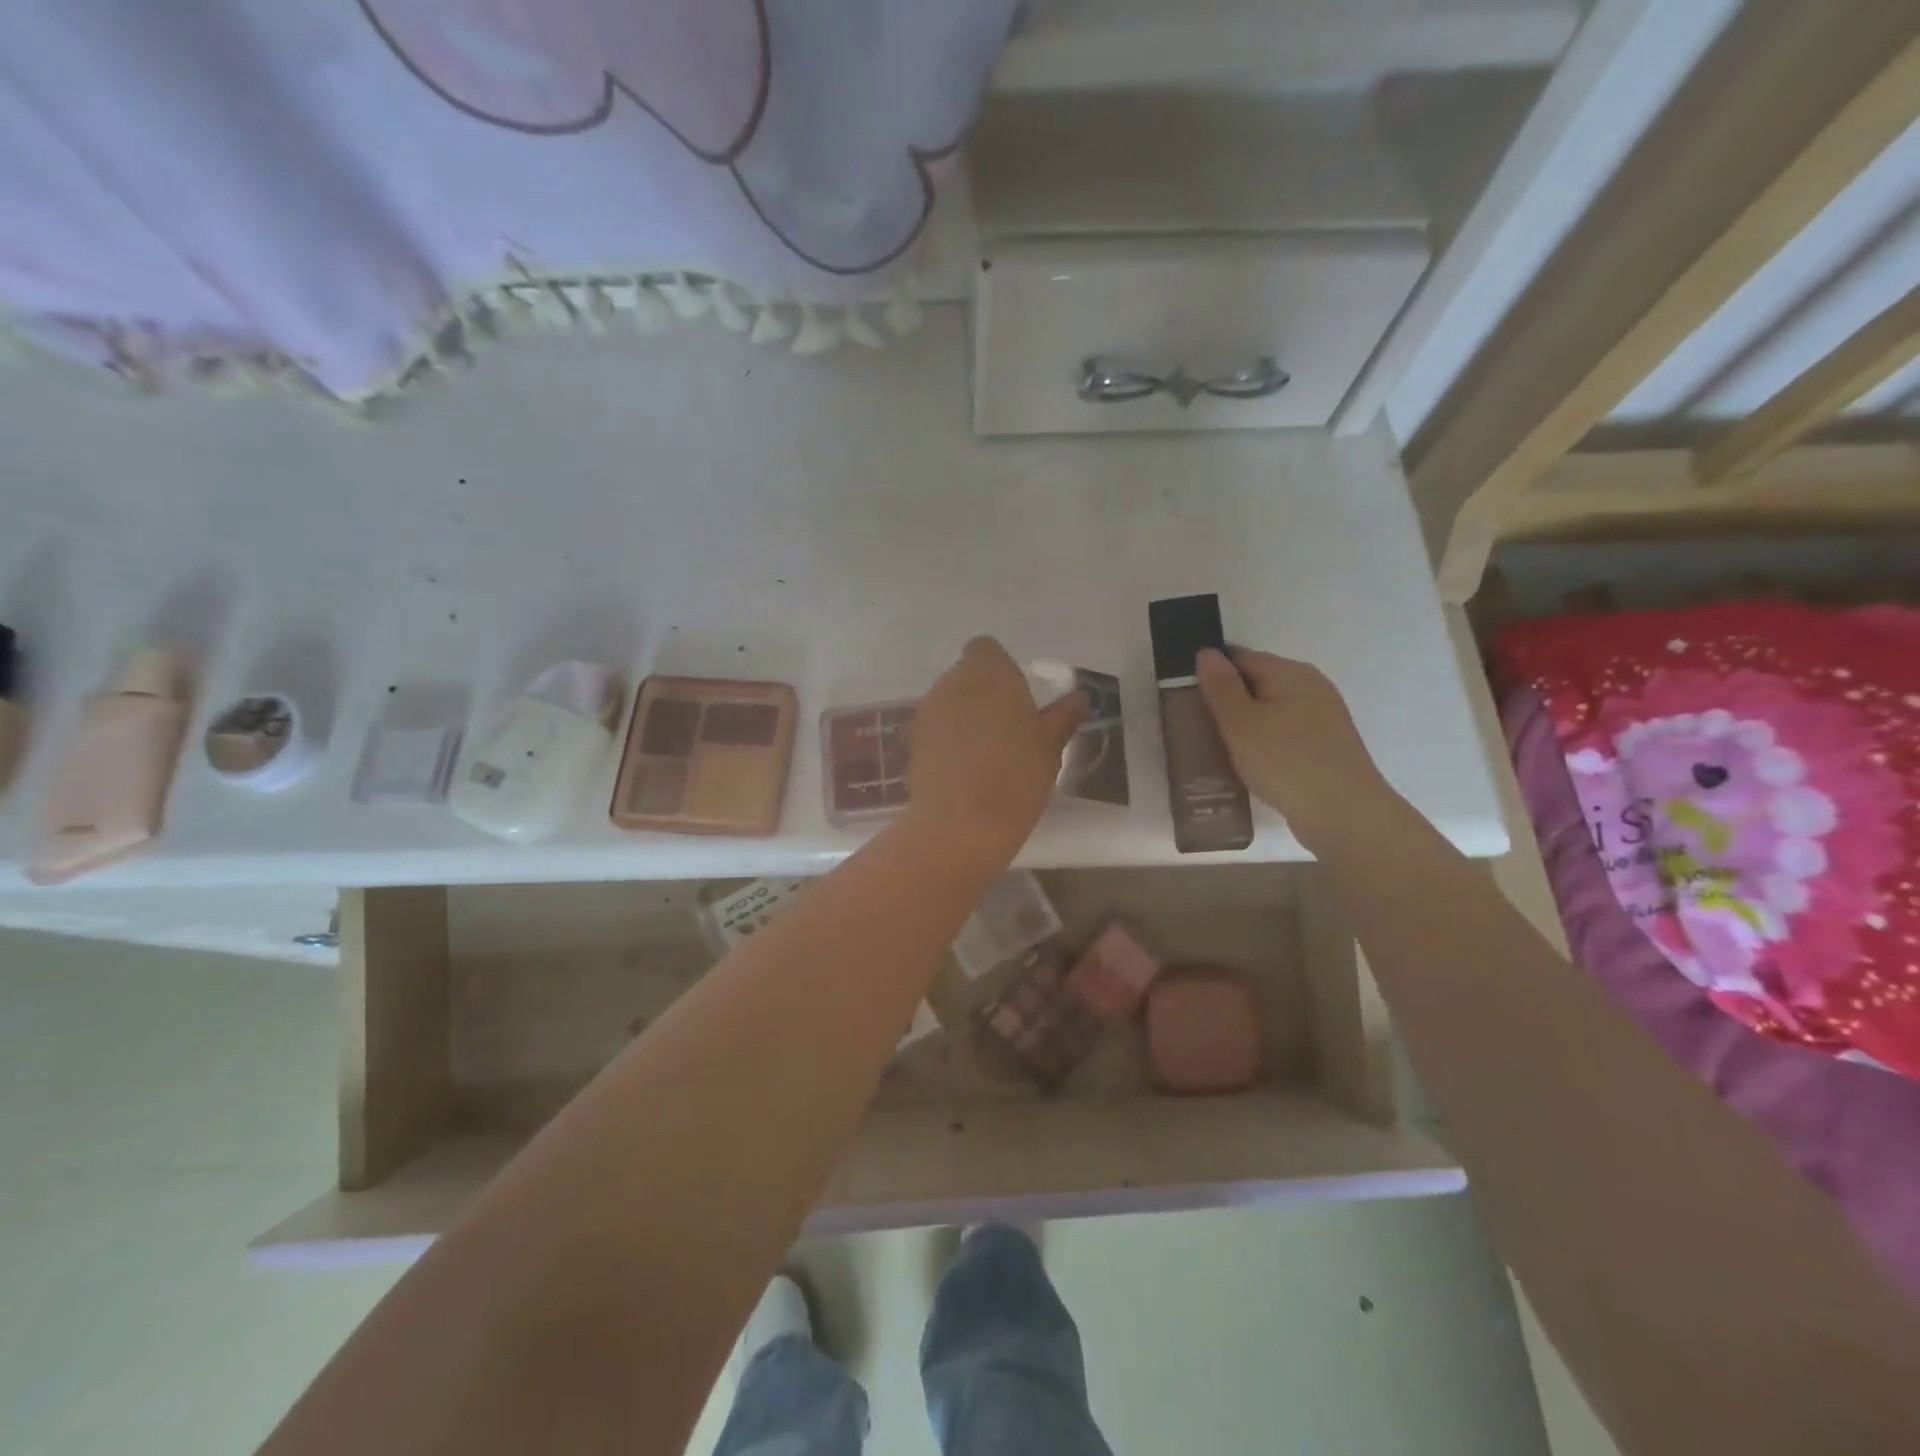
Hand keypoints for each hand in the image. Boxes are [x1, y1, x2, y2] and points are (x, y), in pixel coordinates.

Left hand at [907, 637, 1086, 869]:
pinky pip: (936, 732)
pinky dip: (948, 744)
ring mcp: (927, 712)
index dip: (1000, 670)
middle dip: (984, 696)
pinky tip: (965, 774)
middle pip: (966, 677)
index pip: (986, 650)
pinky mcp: (912, 742)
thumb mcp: (1050, 746)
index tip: (1018, 699)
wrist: (961, 822)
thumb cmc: (1016, 774)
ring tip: (988, 757)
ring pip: (949, 704)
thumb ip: (1062, 716)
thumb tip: (1078, 698)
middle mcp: (951, 682)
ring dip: (965, 720)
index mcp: (988, 671)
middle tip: (1009, 731)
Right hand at [1196, 646, 1389, 851]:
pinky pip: (1287, 732)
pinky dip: (1266, 741)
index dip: (1211, 674)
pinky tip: (1252, 764)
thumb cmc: (1285, 762)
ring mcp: (1324, 716)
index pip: (1240, 657)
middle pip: (1258, 682)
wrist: (1344, 814)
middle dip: (1228, 700)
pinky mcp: (1328, 745)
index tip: (1188, 699)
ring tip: (1221, 749)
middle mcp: (1312, 685)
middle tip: (1199, 727)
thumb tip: (1207, 652)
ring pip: (1272, 709)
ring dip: (1247, 724)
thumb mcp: (1240, 723)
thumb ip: (1221, 686)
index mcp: (1290, 672)